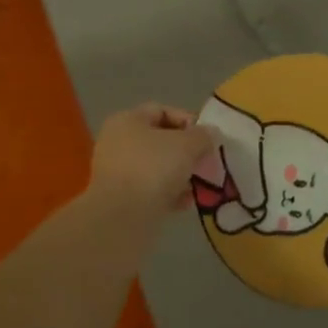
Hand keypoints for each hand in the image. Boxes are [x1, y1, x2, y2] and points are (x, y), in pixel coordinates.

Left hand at [87, 104, 216, 219]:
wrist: (123, 217)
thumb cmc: (154, 168)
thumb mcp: (187, 145)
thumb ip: (203, 136)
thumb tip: (210, 134)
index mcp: (127, 120)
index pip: (162, 111)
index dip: (188, 121)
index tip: (208, 138)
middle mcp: (118, 142)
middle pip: (159, 141)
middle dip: (186, 152)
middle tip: (205, 163)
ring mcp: (117, 172)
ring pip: (156, 168)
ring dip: (179, 175)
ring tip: (197, 186)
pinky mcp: (120, 199)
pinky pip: (150, 190)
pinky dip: (168, 194)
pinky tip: (184, 204)